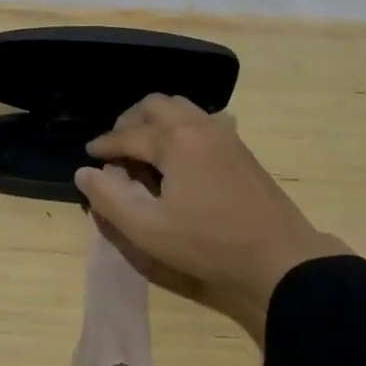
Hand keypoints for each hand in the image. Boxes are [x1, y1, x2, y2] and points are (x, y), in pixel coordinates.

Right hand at [75, 94, 350, 341]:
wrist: (280, 259)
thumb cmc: (209, 244)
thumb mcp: (149, 229)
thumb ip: (109, 198)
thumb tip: (85, 171)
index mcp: (174, 140)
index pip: (128, 134)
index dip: (105, 145)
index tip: (90, 155)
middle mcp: (198, 125)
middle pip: (154, 105)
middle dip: (129, 122)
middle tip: (116, 148)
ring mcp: (223, 133)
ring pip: (180, 107)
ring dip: (155, 120)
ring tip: (144, 148)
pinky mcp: (240, 147)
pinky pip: (202, 119)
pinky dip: (180, 125)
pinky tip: (180, 152)